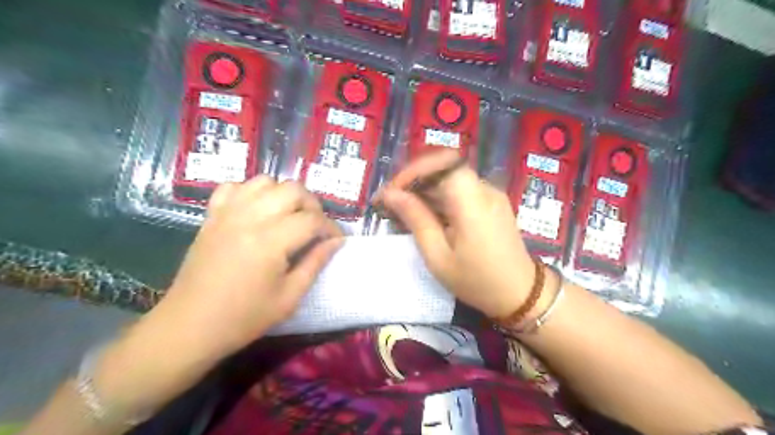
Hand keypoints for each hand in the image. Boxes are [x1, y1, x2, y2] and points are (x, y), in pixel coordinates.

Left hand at [158, 177, 343, 356]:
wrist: (189, 326)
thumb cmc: (244, 317)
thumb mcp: (289, 297)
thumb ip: (316, 263)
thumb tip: (336, 242)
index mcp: (271, 241)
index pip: (313, 219)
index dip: (331, 228)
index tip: (337, 240)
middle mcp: (250, 218)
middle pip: (293, 189)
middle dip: (312, 205)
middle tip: (315, 227)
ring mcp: (228, 213)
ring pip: (266, 181)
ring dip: (284, 195)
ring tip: (289, 217)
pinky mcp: (212, 216)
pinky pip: (235, 187)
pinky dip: (252, 193)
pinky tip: (257, 211)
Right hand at [380, 151, 537, 316]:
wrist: (520, 294)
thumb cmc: (476, 280)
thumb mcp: (438, 256)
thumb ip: (415, 219)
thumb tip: (391, 194)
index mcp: (472, 201)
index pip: (441, 163)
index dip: (413, 171)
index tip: (392, 192)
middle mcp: (484, 189)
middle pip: (444, 168)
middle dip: (413, 180)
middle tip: (390, 202)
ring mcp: (490, 194)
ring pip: (450, 178)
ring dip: (424, 189)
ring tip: (401, 210)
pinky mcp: (491, 203)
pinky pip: (460, 190)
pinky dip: (438, 198)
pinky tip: (425, 215)